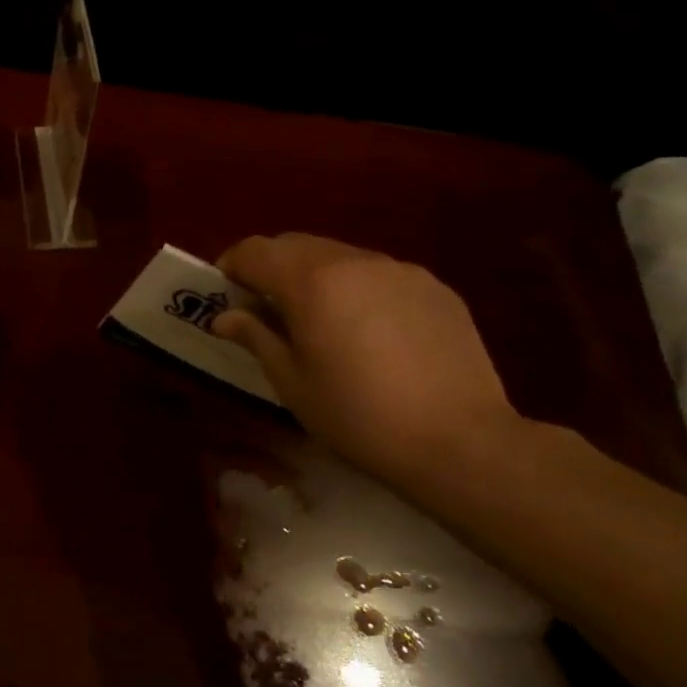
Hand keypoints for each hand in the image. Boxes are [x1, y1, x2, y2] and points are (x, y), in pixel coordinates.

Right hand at [213, 233, 522, 486]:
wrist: (461, 442)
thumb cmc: (359, 417)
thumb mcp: (292, 383)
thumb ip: (256, 337)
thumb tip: (225, 317)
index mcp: (311, 282)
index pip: (255, 250)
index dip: (232, 266)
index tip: (225, 292)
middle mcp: (354, 261)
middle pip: (296, 244)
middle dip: (271, 267)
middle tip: (265, 307)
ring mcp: (400, 270)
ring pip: (339, 256)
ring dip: (314, 275)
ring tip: (318, 319)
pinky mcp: (434, 286)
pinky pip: (378, 274)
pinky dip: (357, 288)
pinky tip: (368, 331)